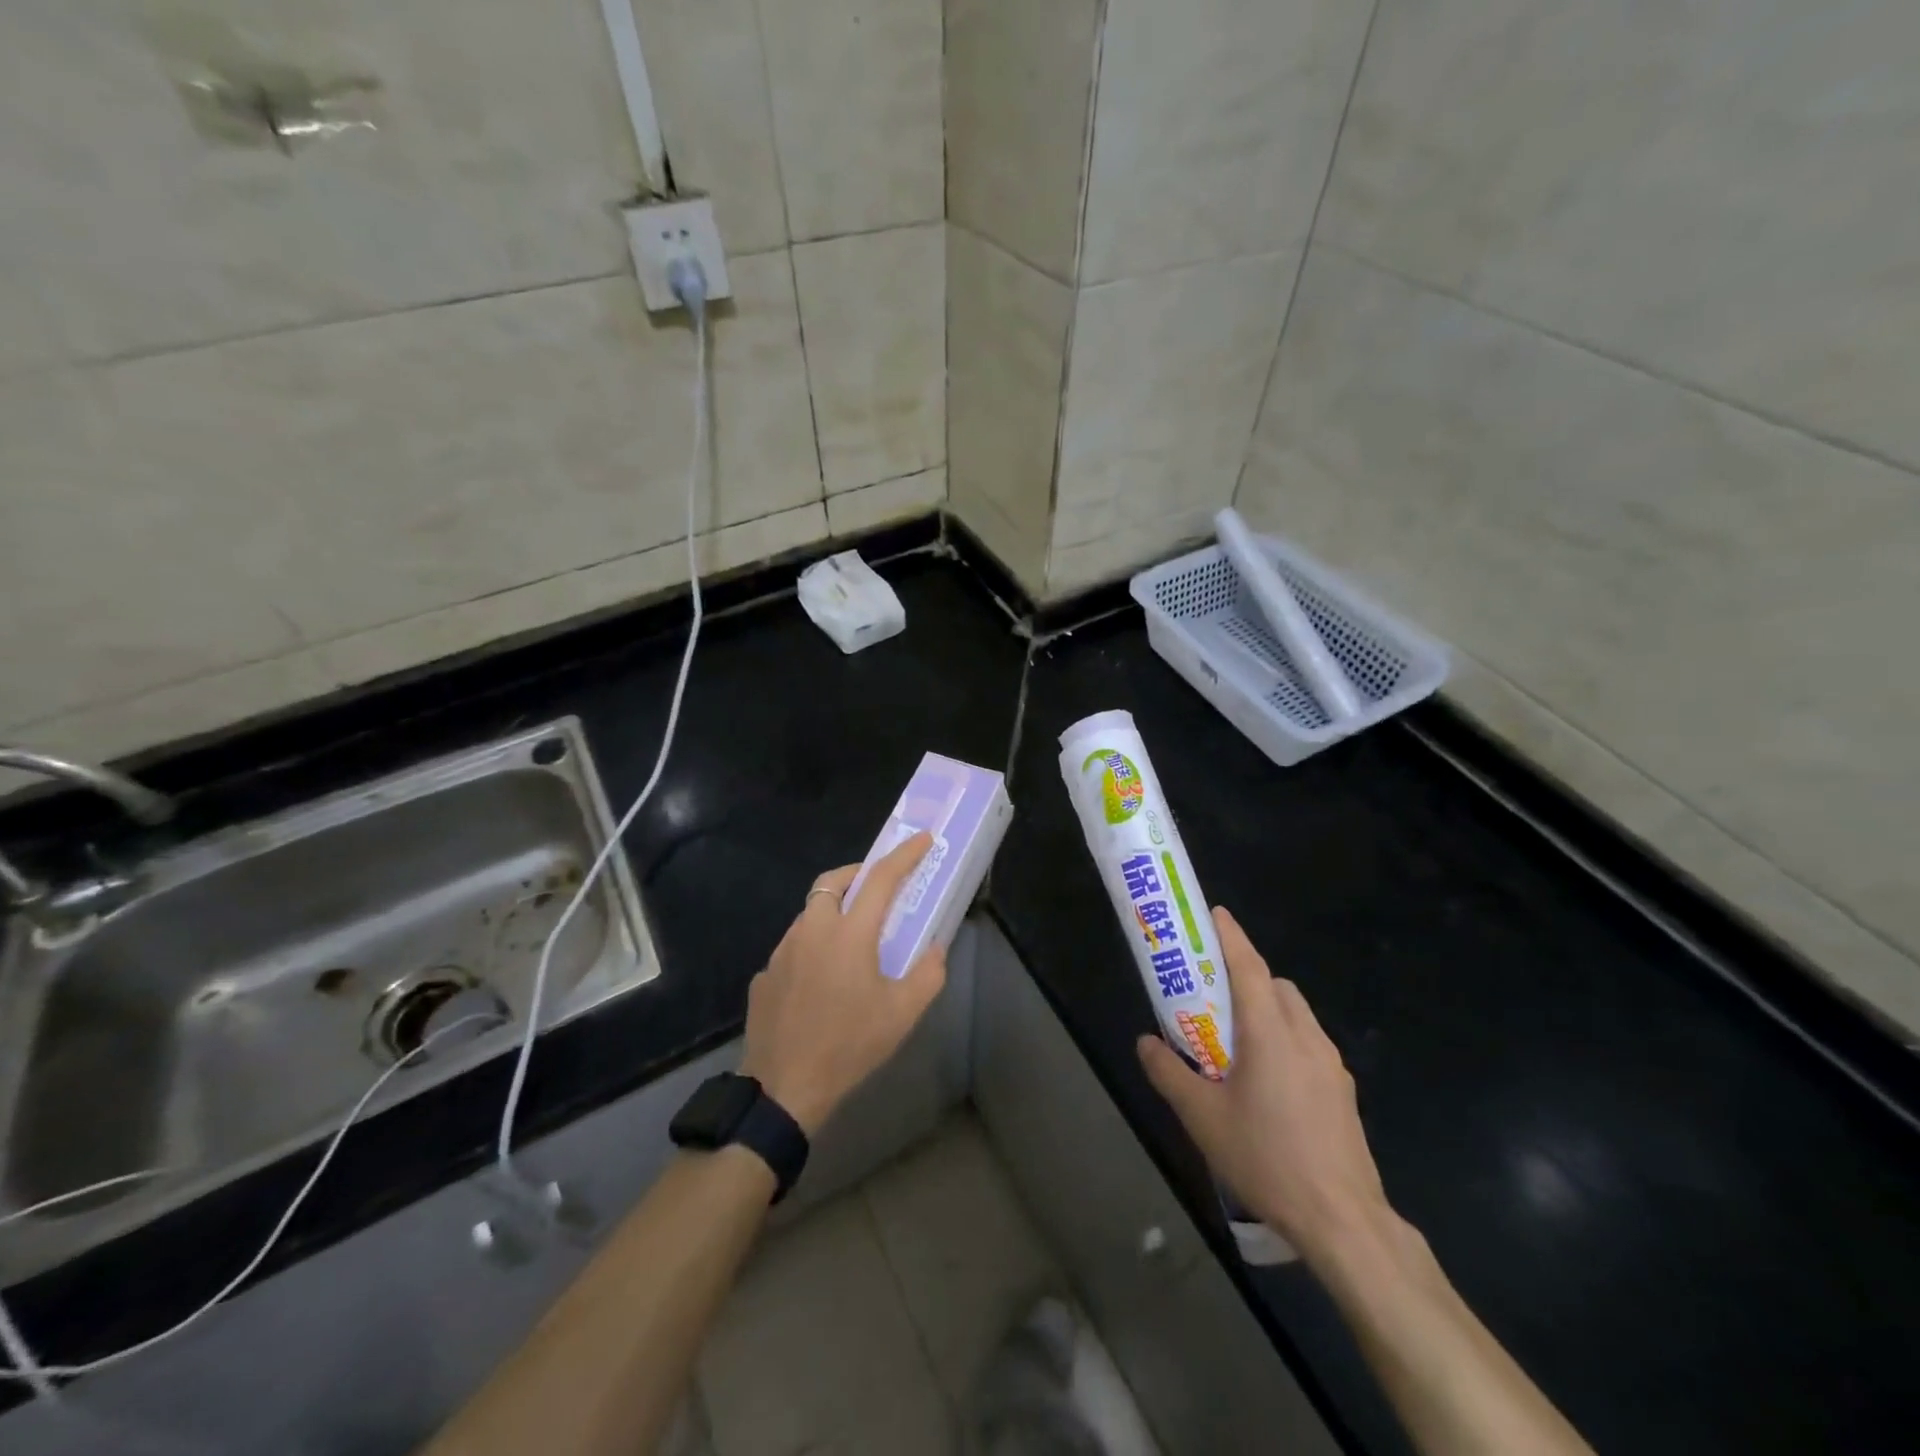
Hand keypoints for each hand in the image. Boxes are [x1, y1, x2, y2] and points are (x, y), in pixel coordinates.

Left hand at [740, 832, 945, 1135]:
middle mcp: (812, 931)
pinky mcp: (764, 975)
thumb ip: (928, 974)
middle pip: (832, 882)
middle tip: (877, 888)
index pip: (881, 879)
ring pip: (809, 913)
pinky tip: (821, 980)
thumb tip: (935, 948)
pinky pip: (793, 947)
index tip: (923, 839)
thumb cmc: (850, 1046)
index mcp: (849, 933)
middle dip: (857, 874)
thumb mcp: (902, 1014)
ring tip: (852, 939)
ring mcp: (782, 952)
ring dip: (833, 911)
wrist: (784, 1089)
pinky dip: (812, 946)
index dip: (904, 855)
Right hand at [1137, 907, 1388, 1263]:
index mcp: (1270, 1033)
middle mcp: (1305, 1036)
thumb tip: (1146, 1042)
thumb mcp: (1201, 1118)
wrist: (1343, 1221)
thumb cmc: (1266, 1158)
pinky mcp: (1342, 1091)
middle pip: (1275, 986)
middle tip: (1212, 995)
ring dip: (1267, 1009)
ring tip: (1237, 1044)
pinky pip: (1308, 1044)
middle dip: (1246, 977)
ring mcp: (1330, 1064)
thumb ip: (1168, 1073)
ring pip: (1296, 1014)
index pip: (1249, 967)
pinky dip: (1284, 1039)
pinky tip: (1267, 1083)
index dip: (1230, 937)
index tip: (1214, 914)